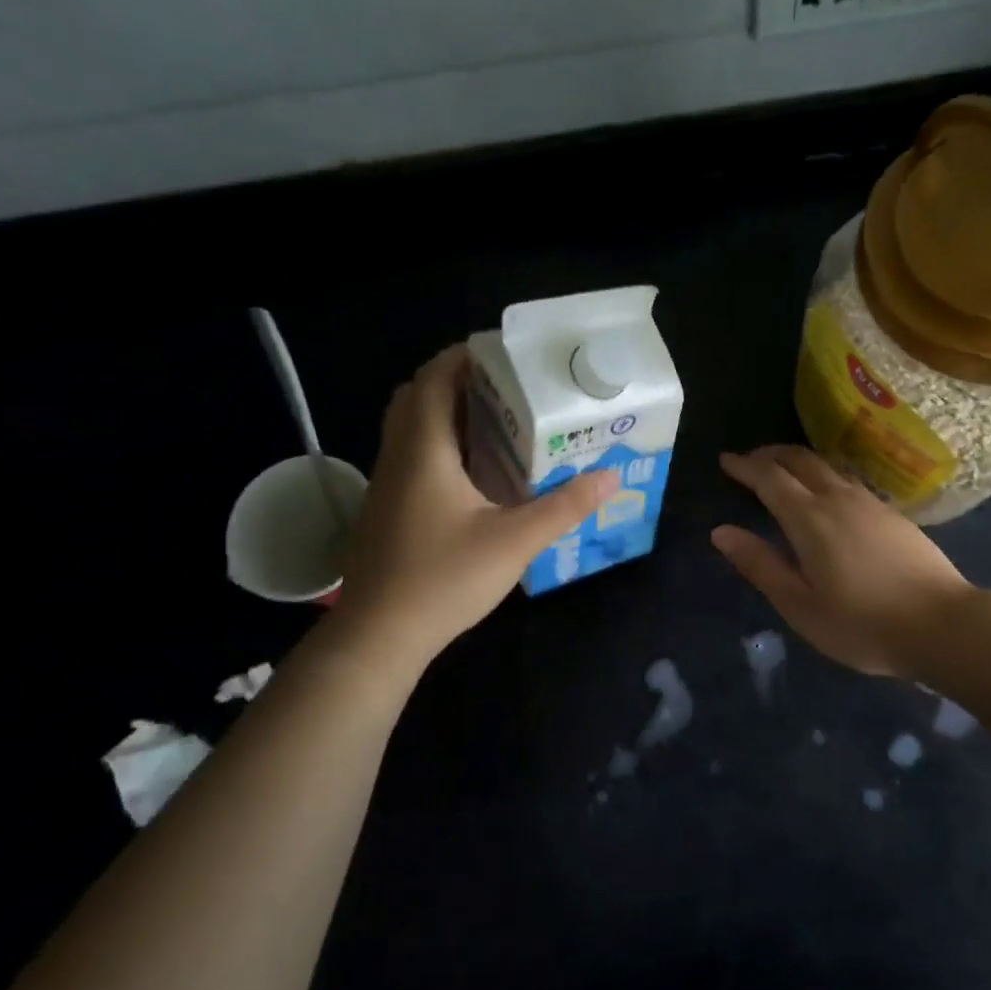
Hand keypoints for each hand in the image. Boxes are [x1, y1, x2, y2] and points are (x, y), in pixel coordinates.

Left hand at [336, 345, 617, 659]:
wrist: (379, 635)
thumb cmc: (444, 579)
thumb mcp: (515, 542)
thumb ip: (565, 506)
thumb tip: (612, 477)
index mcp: (424, 451)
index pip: (433, 380)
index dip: (463, 357)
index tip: (504, 354)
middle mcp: (398, 457)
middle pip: (416, 397)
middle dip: (456, 381)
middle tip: (506, 388)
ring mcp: (386, 484)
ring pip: (410, 428)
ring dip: (446, 413)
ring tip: (497, 421)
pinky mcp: (386, 509)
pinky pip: (411, 455)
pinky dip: (439, 445)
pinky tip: (475, 473)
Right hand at [712, 445, 973, 677]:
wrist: (943, 625)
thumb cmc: (862, 624)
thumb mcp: (800, 605)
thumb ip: (761, 565)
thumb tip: (721, 532)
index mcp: (810, 519)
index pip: (770, 478)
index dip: (745, 466)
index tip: (725, 460)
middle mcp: (839, 499)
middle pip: (800, 460)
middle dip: (771, 454)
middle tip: (750, 460)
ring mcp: (871, 503)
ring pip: (828, 466)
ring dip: (799, 462)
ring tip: (783, 472)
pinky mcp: (893, 514)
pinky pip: (848, 480)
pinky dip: (824, 476)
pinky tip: (827, 495)